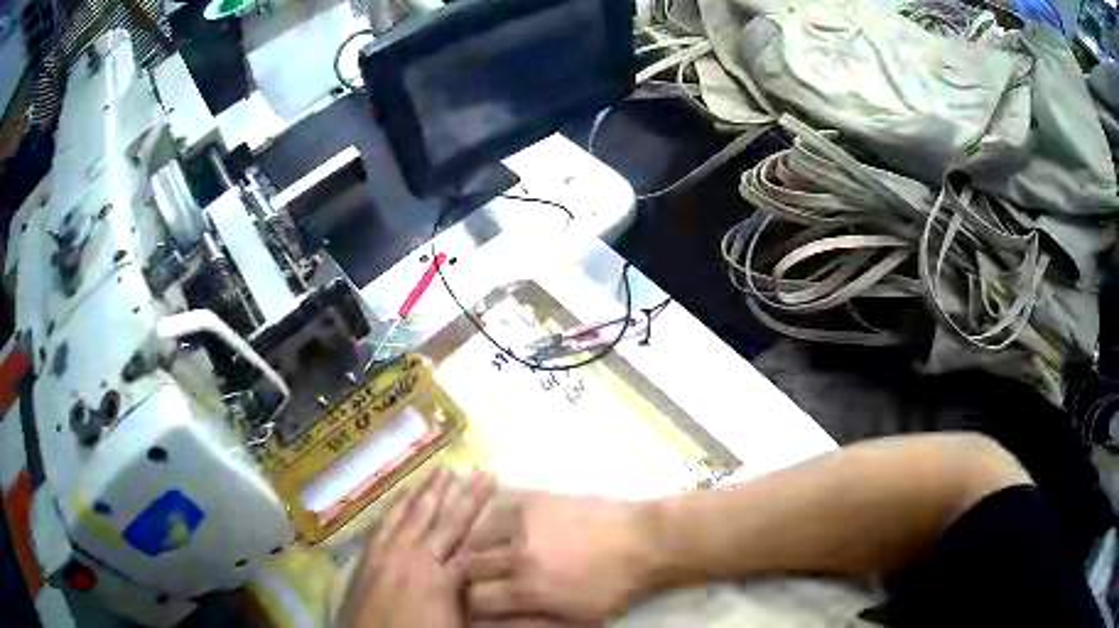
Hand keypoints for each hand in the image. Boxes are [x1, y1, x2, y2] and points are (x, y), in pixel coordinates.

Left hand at [337, 469, 493, 627]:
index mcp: (438, 575)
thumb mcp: (457, 620)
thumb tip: (480, 567)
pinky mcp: (366, 558)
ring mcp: (384, 554)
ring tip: (439, 472)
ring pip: (408, 515)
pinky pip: (382, 524)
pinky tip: (400, 497)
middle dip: (459, 494)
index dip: (480, 509)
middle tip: (474, 470)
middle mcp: (411, 556)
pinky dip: (394, 507)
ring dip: (425, 493)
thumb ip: (467, 590)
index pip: (466, 535)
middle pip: (439, 519)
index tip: (491, 484)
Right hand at [462, 492, 652, 623]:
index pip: (475, 599)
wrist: (647, 541)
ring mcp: (523, 523)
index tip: (474, 605)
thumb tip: (491, 625)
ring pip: (473, 533)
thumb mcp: (577, 618)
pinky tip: (489, 526)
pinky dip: (484, 519)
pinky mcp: (533, 499)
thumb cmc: (616, 587)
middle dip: (463, 576)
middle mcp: (517, 555)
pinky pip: (493, 507)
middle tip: (472, 580)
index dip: (470, 605)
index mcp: (528, 589)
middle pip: (466, 565)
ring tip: (476, 553)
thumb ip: (529, 623)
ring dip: (470, 546)